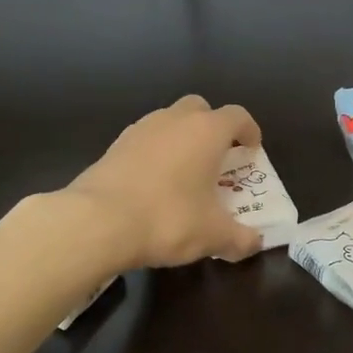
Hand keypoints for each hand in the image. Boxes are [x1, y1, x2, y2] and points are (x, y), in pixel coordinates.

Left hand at [66, 96, 264, 268]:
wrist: (97, 222)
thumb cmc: (168, 219)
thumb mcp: (213, 235)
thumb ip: (240, 238)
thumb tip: (255, 244)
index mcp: (206, 132)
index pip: (237, 116)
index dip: (249, 130)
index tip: (252, 149)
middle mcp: (174, 120)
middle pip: (200, 109)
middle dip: (212, 127)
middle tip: (217, 156)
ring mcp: (140, 130)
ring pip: (168, 121)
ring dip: (181, 138)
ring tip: (184, 172)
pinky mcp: (114, 146)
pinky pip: (144, 140)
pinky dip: (155, 153)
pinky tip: (153, 183)